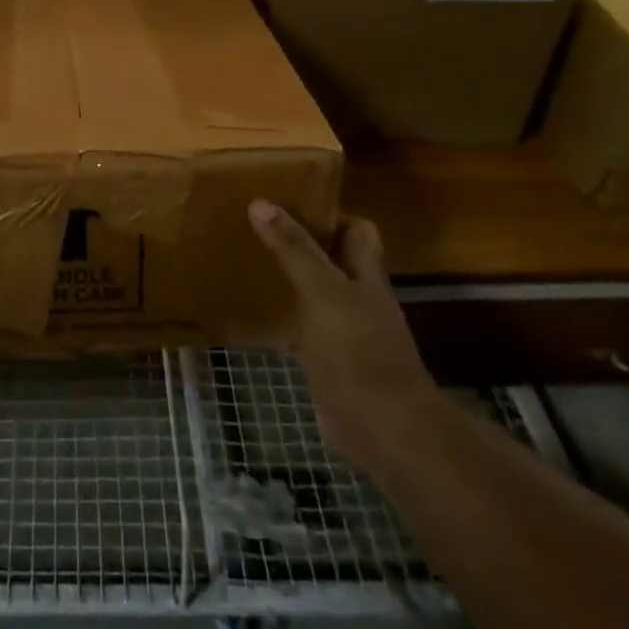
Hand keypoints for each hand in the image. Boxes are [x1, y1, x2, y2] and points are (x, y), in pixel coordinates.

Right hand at [248, 202, 442, 471]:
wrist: (382, 428)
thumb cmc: (358, 350)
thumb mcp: (323, 292)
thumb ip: (294, 249)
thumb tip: (260, 203)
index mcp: (366, 276)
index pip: (358, 230)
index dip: (332, 213)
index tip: (292, 200)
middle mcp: (359, 299)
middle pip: (332, 260)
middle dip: (301, 244)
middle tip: (259, 228)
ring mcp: (344, 332)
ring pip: (313, 294)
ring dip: (286, 280)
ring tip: (246, 261)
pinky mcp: (326, 362)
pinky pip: (298, 331)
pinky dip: (277, 321)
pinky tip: (248, 315)